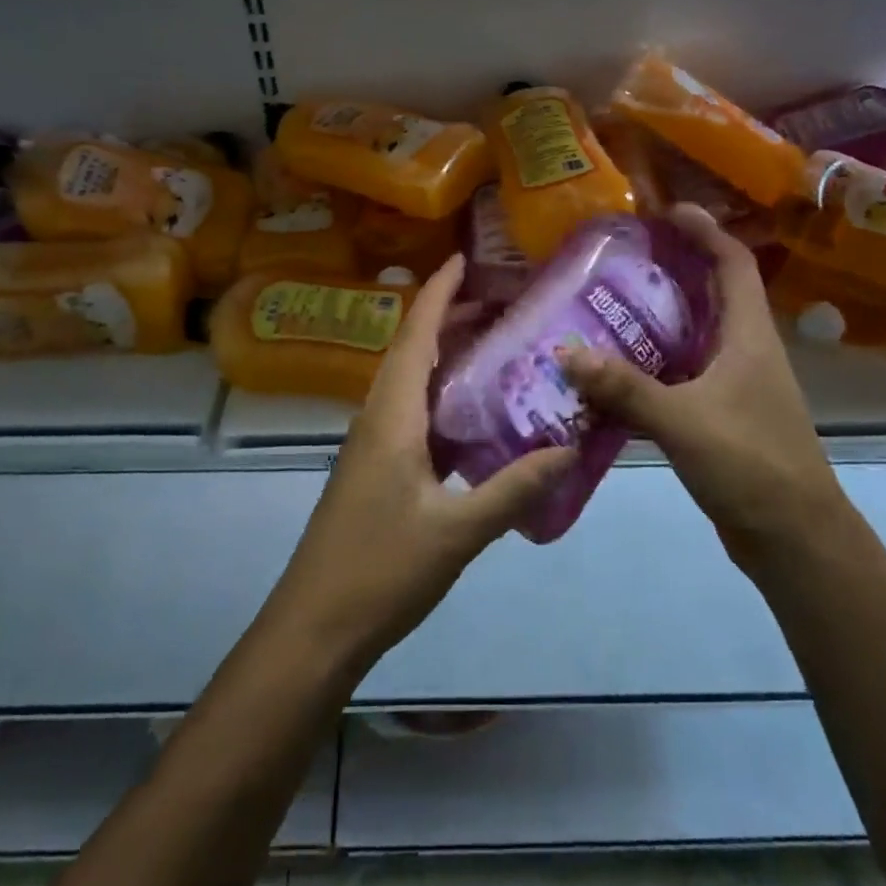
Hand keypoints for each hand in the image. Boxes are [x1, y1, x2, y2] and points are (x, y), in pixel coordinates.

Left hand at [261, 254, 575, 673]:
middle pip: (412, 350)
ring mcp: (371, 444)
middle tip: (500, 304)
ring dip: (444, 356)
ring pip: (409, 381)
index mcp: (392, 415)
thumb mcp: (457, 531)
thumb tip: (570, 449)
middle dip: (449, 318)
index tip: (463, 258)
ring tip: (494, 346)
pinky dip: (440, 396)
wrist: (315, 627)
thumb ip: (514, 488)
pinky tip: (473, 414)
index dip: (438, 293)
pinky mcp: (374, 469)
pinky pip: (410, 412)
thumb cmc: (381, 570)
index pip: (416, 335)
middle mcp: (377, 417)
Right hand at [563, 204, 840, 570]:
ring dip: (656, 321)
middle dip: (672, 269)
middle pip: (711, 294)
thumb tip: (565, 352)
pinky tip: (612, 376)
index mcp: (748, 336)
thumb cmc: (751, 463)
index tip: (667, 210)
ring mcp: (735, 386)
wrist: (795, 539)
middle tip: (620, 259)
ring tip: (605, 308)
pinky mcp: (720, 418)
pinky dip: (650, 368)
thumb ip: (624, 387)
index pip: (732, 263)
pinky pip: (680, 377)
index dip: (705, 230)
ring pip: (692, 337)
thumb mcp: (683, 420)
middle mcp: (744, 351)